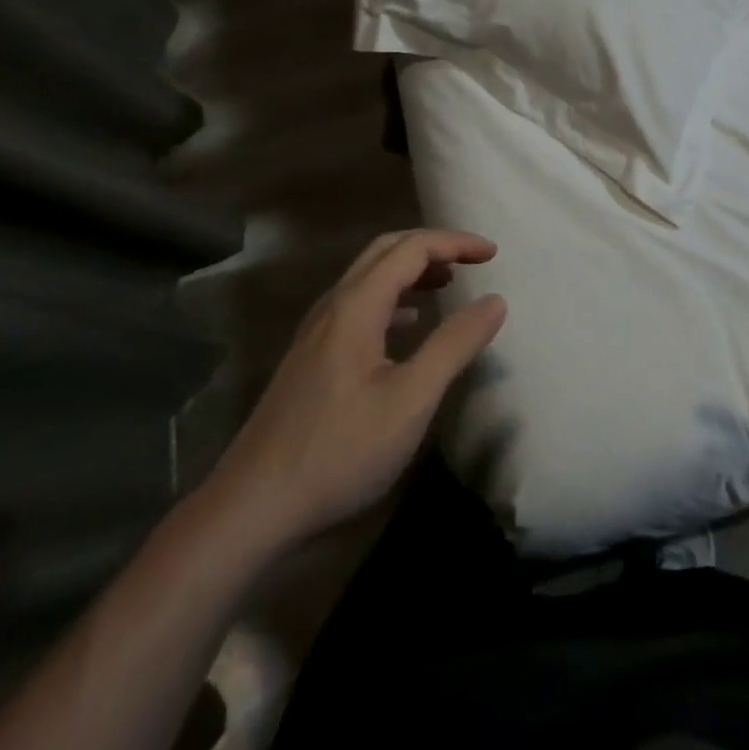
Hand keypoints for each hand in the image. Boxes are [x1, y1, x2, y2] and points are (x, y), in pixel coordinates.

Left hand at [196, 230, 506, 564]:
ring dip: (411, 270)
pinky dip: (393, 299)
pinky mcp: (311, 357)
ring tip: (447, 284)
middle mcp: (333, 306)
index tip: (492, 254)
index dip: (455, 243)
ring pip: (369, 278)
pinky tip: (408, 326)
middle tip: (472, 261)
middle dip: (432, 247)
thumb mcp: (411, 400)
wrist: (253, 506)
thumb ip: (454, 345)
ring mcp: (316, 332)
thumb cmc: (340, 450)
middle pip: (385, 251)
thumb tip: (495, 301)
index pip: (411, 249)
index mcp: (356, 305)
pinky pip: (358, 305)